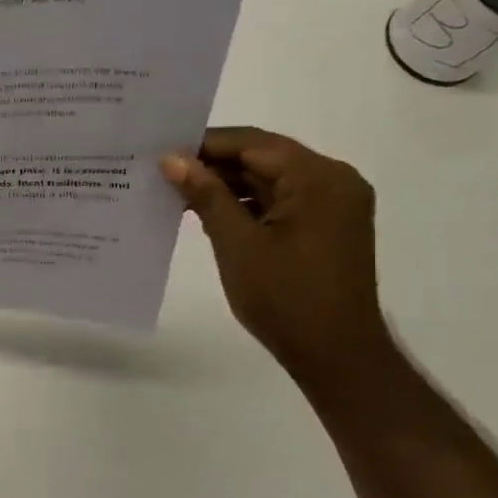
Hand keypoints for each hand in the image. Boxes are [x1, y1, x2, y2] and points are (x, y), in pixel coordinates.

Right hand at [161, 127, 390, 382]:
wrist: (335, 354)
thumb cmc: (284, 297)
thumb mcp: (237, 243)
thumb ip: (206, 195)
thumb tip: (172, 158)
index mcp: (318, 178)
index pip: (253, 143)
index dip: (205, 145)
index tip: (161, 153)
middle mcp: (334, 180)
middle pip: (265, 158)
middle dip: (215, 166)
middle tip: (164, 174)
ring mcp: (334, 204)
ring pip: (272, 180)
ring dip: (229, 186)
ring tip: (178, 195)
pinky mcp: (328, 226)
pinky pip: (282, 201)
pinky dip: (248, 204)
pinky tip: (211, 215)